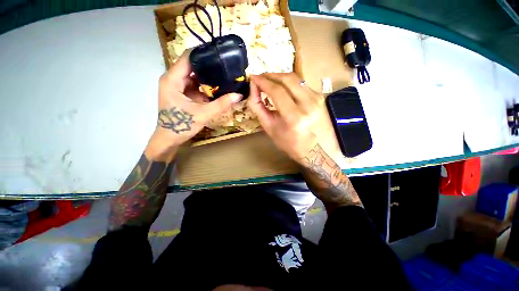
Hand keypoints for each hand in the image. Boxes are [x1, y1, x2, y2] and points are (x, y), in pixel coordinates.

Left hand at [149, 51, 242, 156]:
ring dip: (208, 76)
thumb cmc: (181, 125)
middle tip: (226, 65)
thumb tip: (238, 95)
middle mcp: (173, 79)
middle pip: (192, 65)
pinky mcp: (181, 93)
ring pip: (194, 76)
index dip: (203, 52)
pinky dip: (205, 86)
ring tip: (224, 75)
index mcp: (172, 79)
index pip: (188, 57)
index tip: (219, 53)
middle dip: (209, 65)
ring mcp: (177, 86)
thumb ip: (221, 104)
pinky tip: (217, 88)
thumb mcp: (203, 114)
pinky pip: (195, 85)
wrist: (169, 139)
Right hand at [247, 73, 340, 163]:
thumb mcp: (270, 128)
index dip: (263, 81)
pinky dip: (289, 83)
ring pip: (296, 79)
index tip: (253, 77)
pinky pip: (301, 84)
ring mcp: (317, 99)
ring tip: (269, 81)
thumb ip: (258, 107)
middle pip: (288, 79)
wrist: (315, 150)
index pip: (277, 91)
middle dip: (271, 75)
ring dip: (280, 77)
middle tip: (260, 77)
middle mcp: (308, 104)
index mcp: (294, 117)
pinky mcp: (320, 97)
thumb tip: (253, 88)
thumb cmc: (289, 144)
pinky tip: (282, 87)